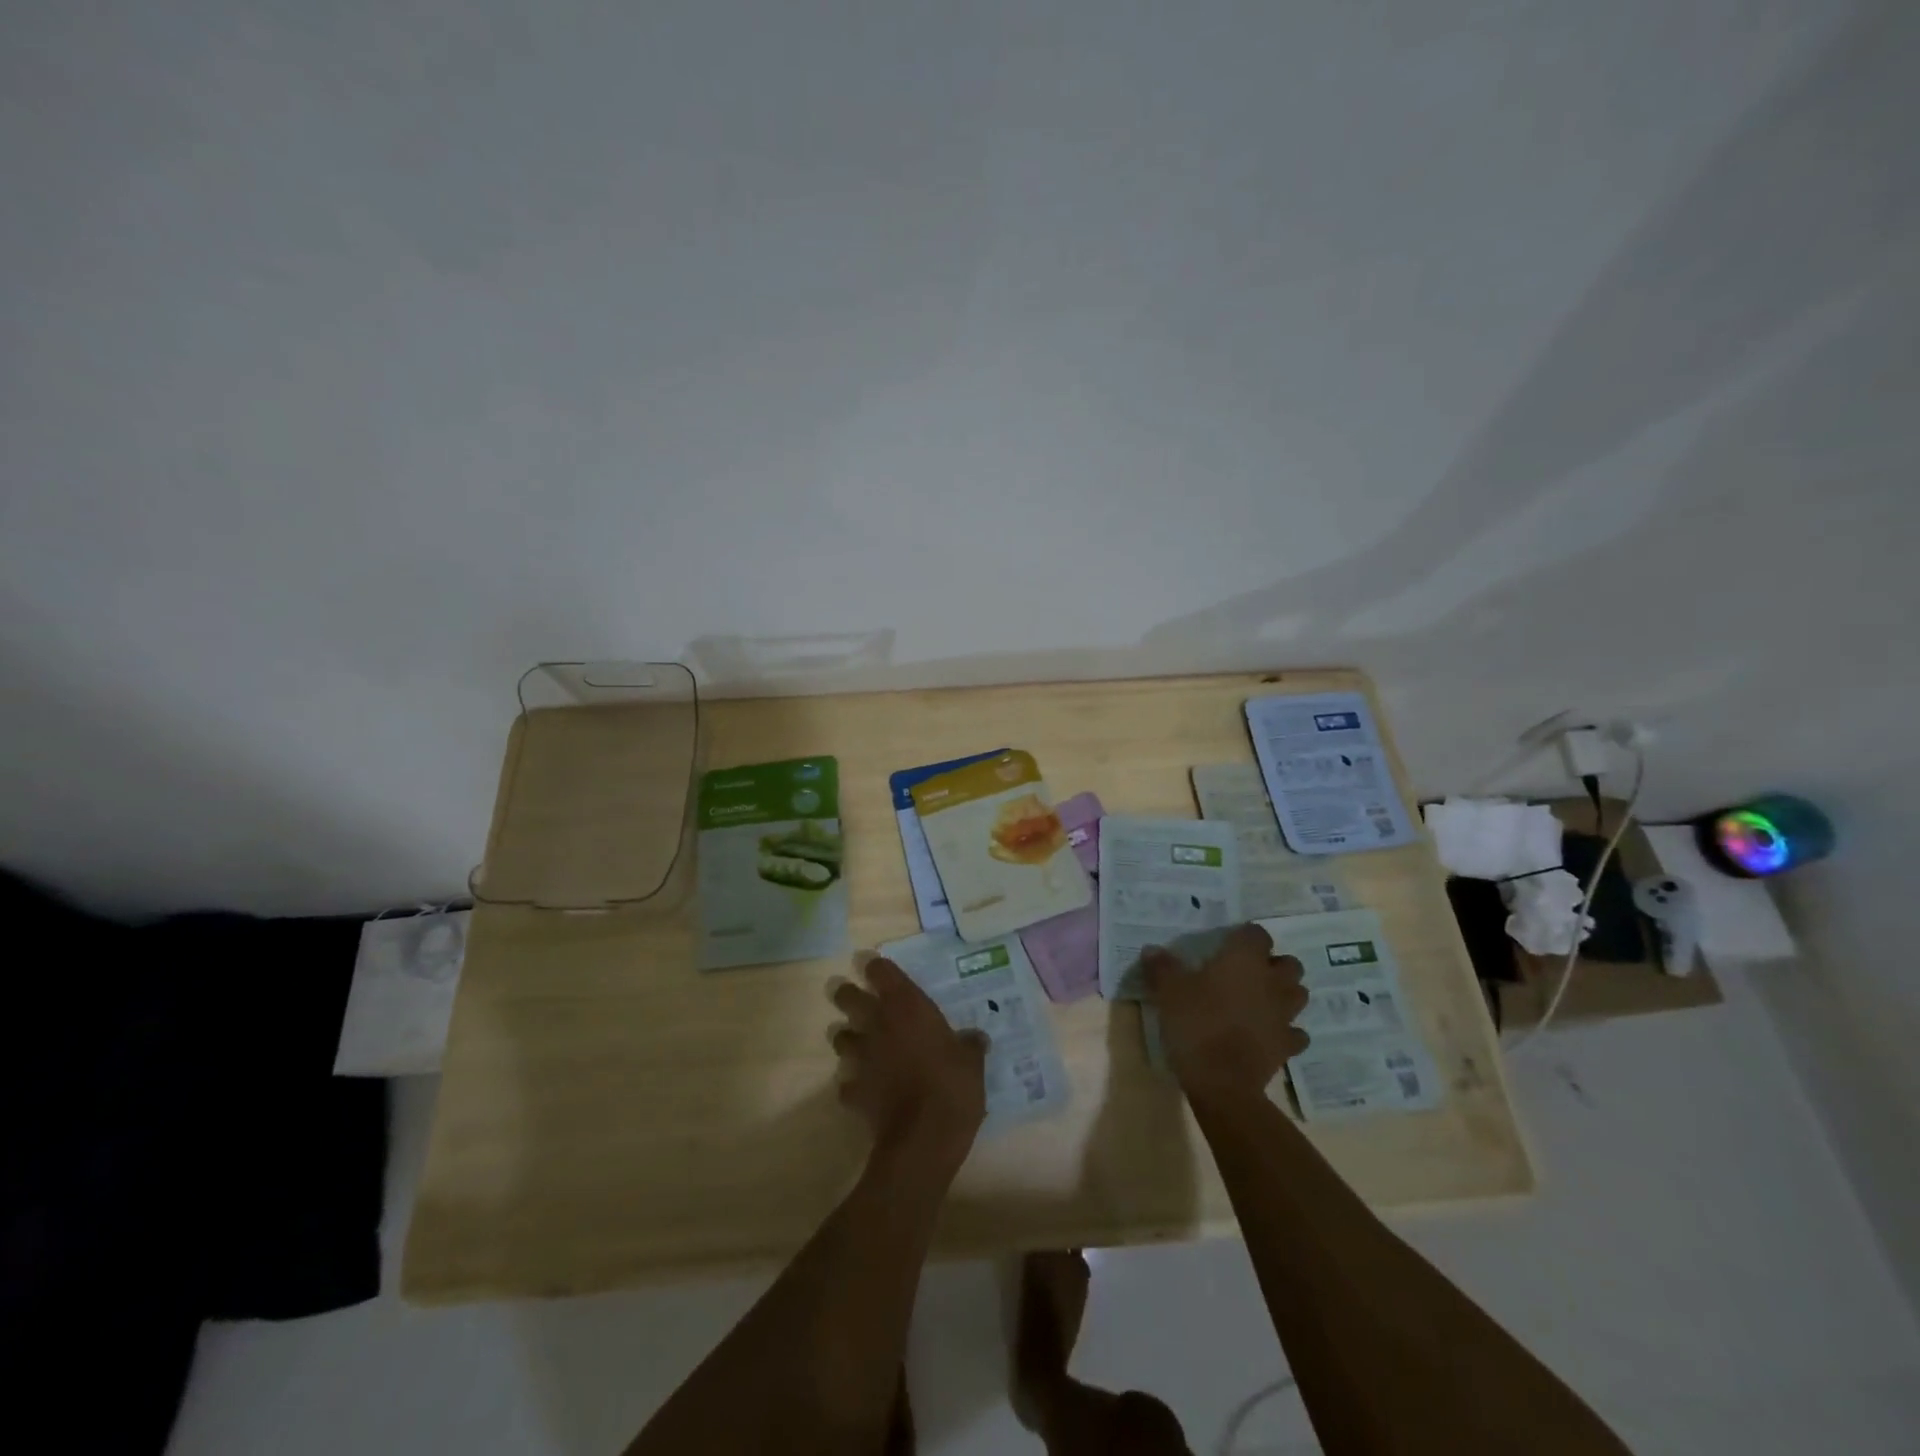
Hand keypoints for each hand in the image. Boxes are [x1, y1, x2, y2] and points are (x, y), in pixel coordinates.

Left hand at [829, 957, 987, 1159]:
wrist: (923, 1139)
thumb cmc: (952, 1086)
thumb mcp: (972, 1062)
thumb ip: (969, 1045)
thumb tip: (976, 1038)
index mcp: (906, 1006)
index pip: (880, 970)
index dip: (877, 968)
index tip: (880, 971)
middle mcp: (877, 1024)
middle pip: (847, 996)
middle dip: (848, 995)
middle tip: (859, 1000)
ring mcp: (861, 1057)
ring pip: (840, 1037)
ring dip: (848, 1039)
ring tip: (862, 1046)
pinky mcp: (853, 1091)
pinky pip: (847, 1082)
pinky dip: (854, 1084)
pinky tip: (867, 1090)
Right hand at [1145, 923, 1308, 1105]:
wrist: (1222, 1082)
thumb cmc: (1196, 1024)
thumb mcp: (1168, 991)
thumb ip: (1161, 967)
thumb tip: (1152, 950)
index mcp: (1244, 960)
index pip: (1257, 933)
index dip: (1244, 936)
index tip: (1227, 944)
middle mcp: (1272, 982)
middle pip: (1289, 963)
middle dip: (1274, 965)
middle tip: (1248, 973)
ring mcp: (1284, 1015)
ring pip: (1299, 995)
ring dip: (1285, 994)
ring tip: (1262, 1000)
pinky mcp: (1287, 1046)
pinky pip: (1296, 1033)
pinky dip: (1286, 1031)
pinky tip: (1268, 1033)